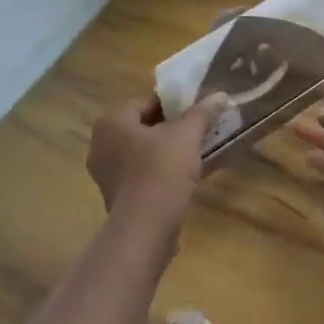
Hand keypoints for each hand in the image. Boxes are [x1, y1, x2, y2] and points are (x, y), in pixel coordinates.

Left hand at [86, 93, 228, 235]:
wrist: (145, 229)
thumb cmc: (162, 170)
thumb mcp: (188, 135)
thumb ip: (203, 112)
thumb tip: (221, 95)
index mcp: (112, 122)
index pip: (147, 102)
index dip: (175, 103)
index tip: (198, 109)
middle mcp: (101, 144)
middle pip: (145, 127)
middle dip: (173, 127)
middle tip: (200, 129)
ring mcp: (106, 173)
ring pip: (144, 152)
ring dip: (168, 150)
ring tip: (197, 151)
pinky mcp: (117, 196)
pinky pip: (142, 173)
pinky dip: (161, 171)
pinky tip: (186, 175)